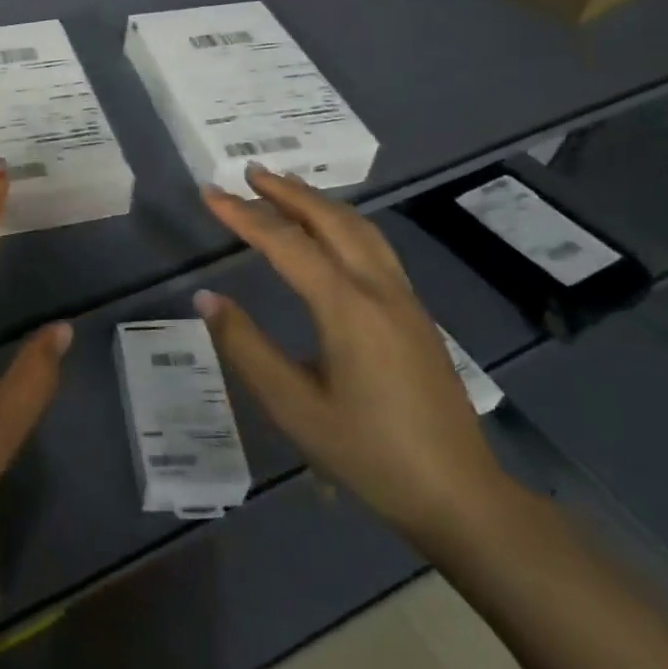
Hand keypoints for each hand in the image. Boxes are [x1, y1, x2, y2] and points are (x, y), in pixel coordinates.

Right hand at [197, 164, 506, 543]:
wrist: (461, 495)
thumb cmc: (368, 453)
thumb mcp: (293, 407)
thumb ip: (246, 347)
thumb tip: (206, 298)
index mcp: (347, 308)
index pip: (286, 243)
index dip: (244, 215)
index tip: (209, 193)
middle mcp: (379, 289)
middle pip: (331, 220)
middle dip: (287, 191)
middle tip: (248, 172)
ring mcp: (404, 299)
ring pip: (360, 228)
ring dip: (318, 201)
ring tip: (284, 188)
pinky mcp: (415, 313)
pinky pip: (375, 246)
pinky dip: (342, 222)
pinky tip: (330, 233)